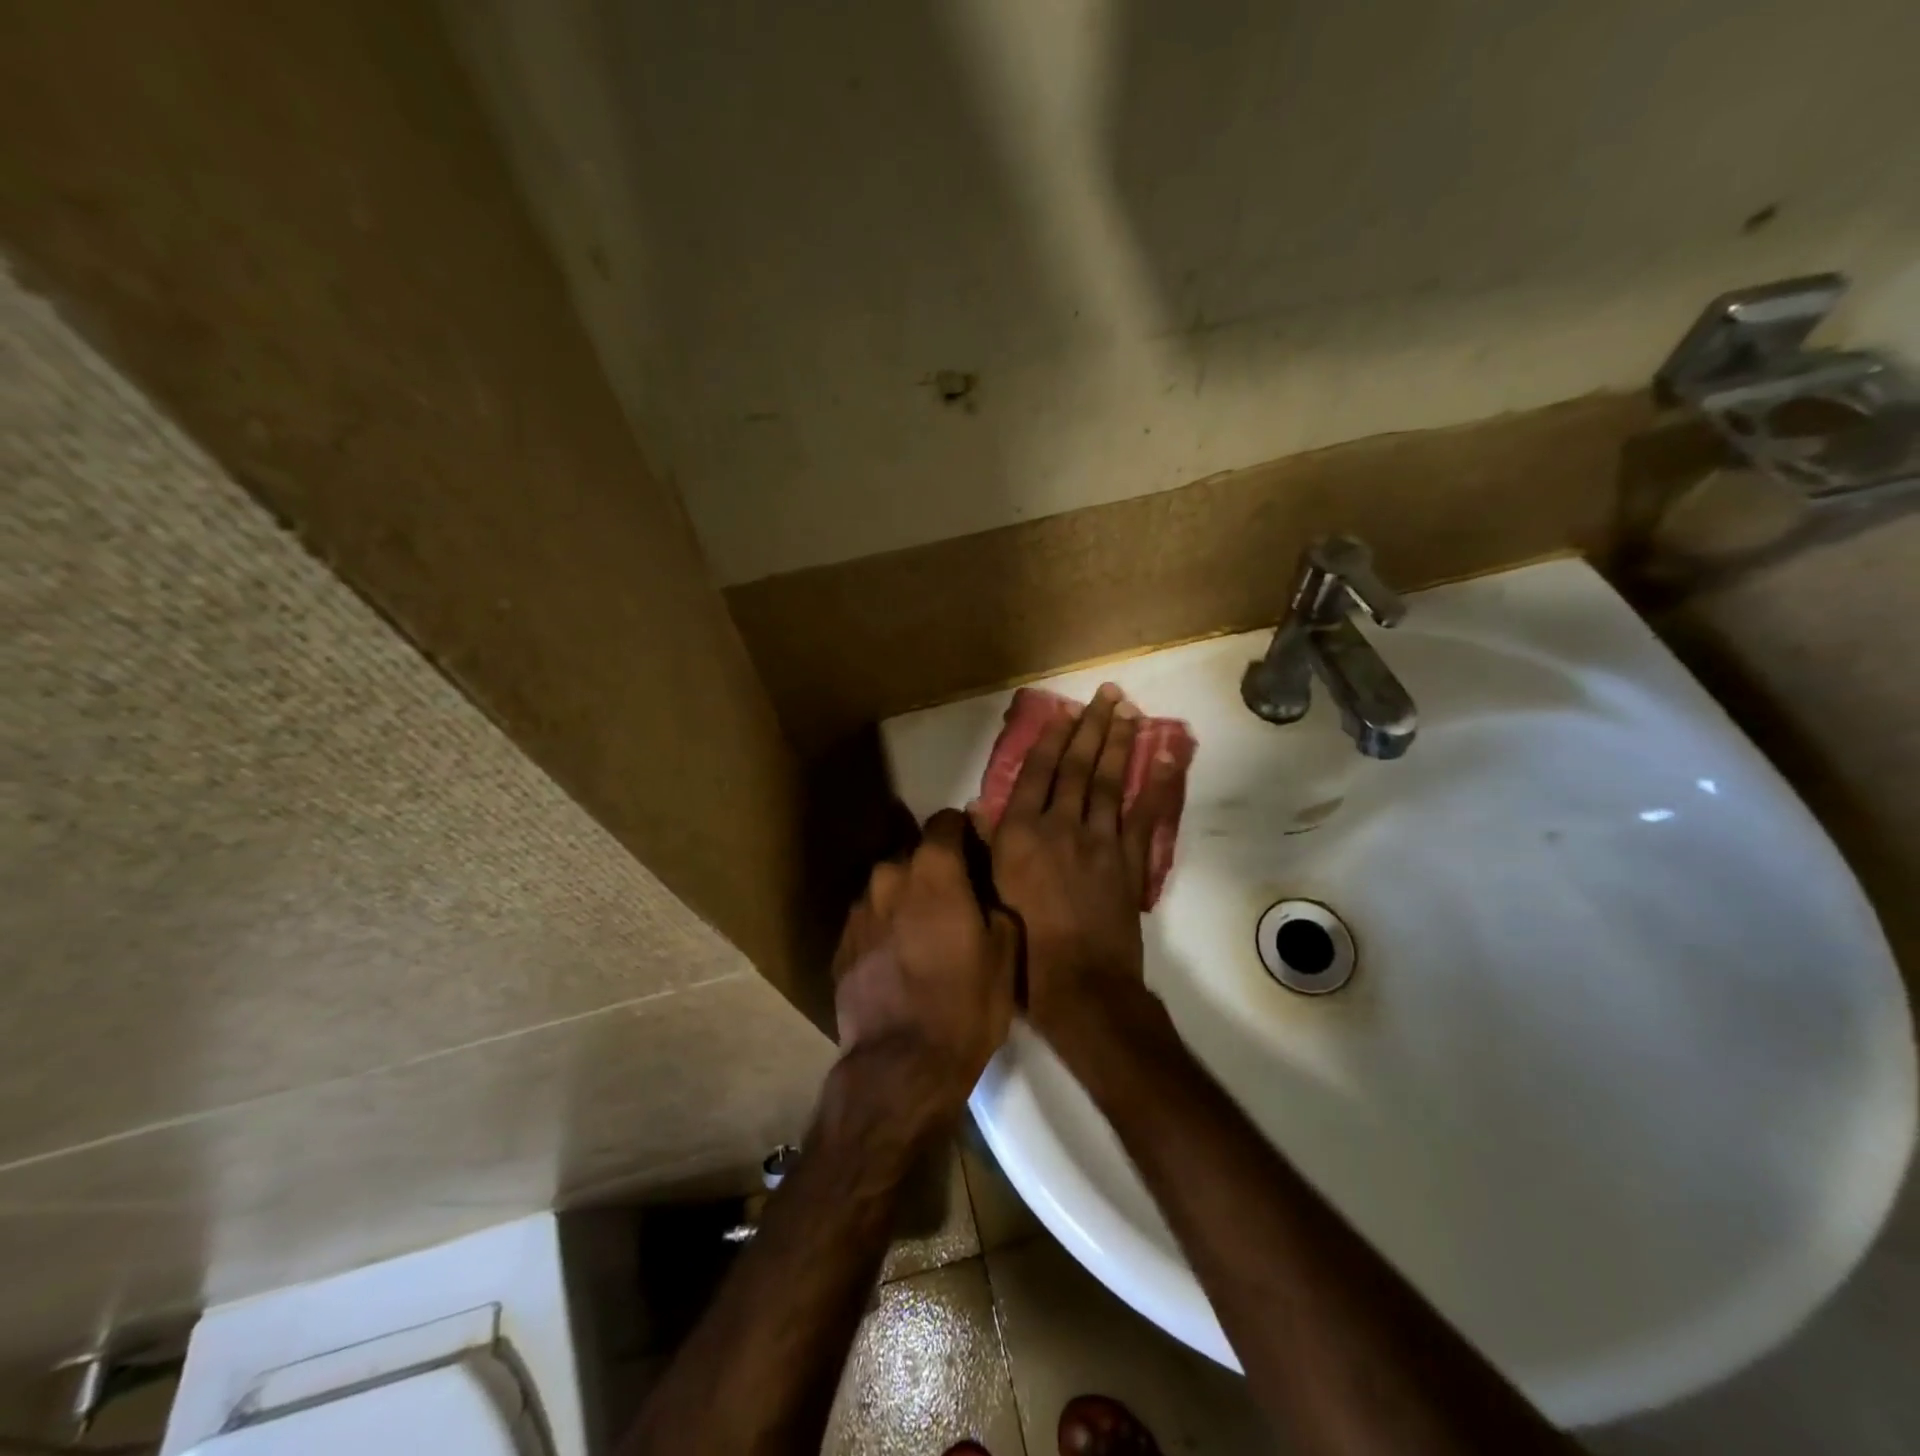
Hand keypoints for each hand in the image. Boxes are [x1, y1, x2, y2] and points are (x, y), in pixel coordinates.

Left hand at [832, 809, 1020, 1112]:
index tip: (975, 849)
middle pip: (914, 854)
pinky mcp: (840, 943)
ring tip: (923, 932)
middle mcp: (889, 877)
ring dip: (906, 897)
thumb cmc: (965, 1006)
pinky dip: (884, 926)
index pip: (945, 822)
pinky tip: (898, 958)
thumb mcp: (1004, 955)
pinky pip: (869, 919)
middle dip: (933, 868)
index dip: (963, 831)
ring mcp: (859, 911)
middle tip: (954, 898)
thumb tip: (985, 888)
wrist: (901, 1066)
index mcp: (933, 872)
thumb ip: (995, 903)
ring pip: (887, 887)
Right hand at [982, 683, 1180, 1044]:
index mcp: (1020, 833)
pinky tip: (1163, 759)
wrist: (1079, 985)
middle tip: (1108, 694)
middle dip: (1092, 727)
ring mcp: (1100, 841)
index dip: (1051, 739)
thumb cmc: (1023, 946)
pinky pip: (1145, 816)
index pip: (1035, 773)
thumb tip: (977, 810)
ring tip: (1129, 711)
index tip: (1064, 712)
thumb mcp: (991, 894)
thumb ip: (987, 847)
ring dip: (1120, 744)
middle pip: (1078, 767)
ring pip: (1110, 782)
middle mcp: (1060, 826)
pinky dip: (1156, 787)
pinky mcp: (1131, 861)